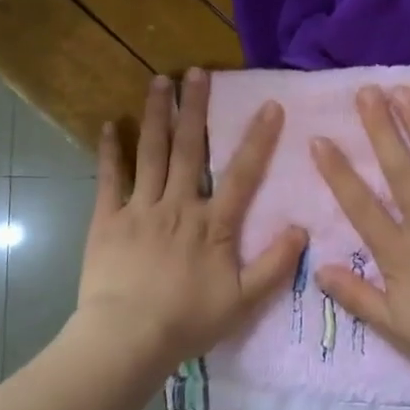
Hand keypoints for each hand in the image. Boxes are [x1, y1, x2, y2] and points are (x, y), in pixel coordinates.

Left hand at [74, 68, 306, 369]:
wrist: (128, 338)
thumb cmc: (188, 321)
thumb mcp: (243, 301)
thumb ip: (275, 265)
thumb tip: (302, 228)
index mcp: (213, 224)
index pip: (242, 174)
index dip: (258, 139)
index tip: (270, 104)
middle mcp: (179, 205)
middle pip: (190, 149)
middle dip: (195, 108)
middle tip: (198, 71)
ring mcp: (141, 208)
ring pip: (151, 153)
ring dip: (157, 116)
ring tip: (159, 81)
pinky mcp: (108, 219)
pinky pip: (109, 179)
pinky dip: (110, 151)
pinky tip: (109, 125)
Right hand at [311, 85, 409, 388]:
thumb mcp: (395, 328)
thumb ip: (356, 296)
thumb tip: (318, 268)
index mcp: (400, 251)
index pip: (360, 204)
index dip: (338, 171)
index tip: (319, 139)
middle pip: (399, 170)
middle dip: (380, 129)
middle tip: (366, 91)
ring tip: (405, 92)